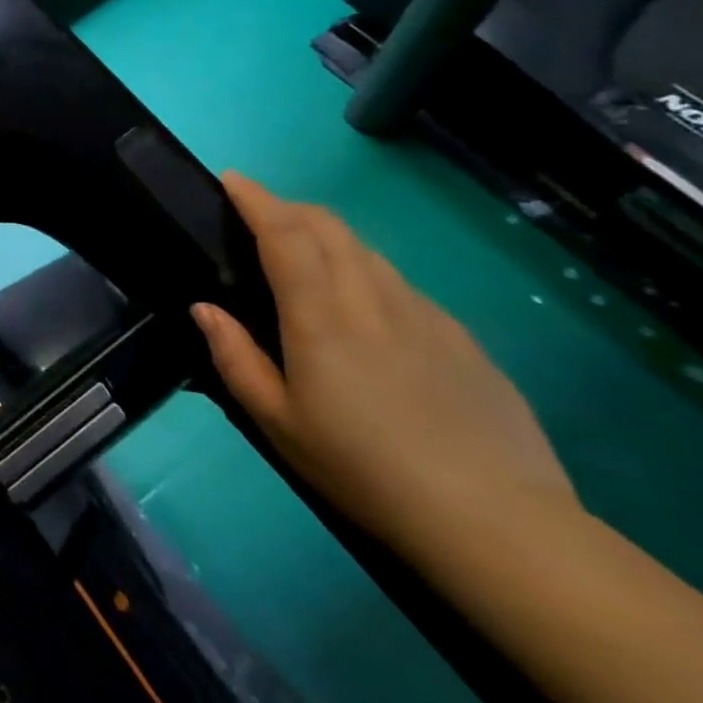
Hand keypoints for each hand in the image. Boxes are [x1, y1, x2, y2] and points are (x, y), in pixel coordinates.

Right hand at [192, 174, 580, 557]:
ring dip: (328, 236)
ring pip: (367, 250)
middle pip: (329, 226)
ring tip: (307, 257)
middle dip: (290, 207)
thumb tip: (204, 308)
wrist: (498, 523)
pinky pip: (401, 284)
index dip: (256, 199)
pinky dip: (367, 272)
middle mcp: (372, 299)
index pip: (284, 234)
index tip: (232, 179)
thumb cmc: (366, 471)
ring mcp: (425, 315)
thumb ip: (236, 359)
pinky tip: (366, 311)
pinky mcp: (462, 338)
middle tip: (261, 215)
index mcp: (321, 318)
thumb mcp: (280, 425)